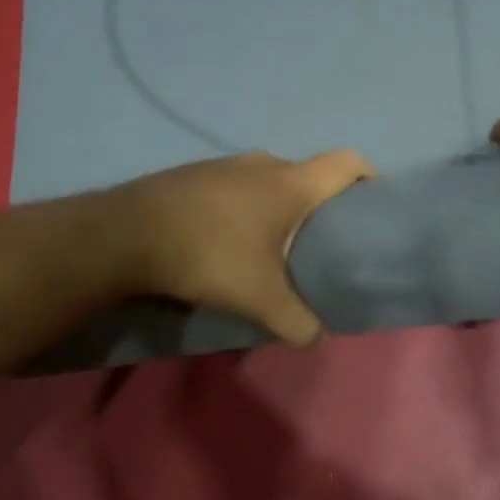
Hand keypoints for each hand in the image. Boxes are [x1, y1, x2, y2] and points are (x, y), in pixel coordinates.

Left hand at [102, 149, 376, 345]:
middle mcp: (265, 164)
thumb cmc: (209, 255)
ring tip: (276, 243)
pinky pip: (238, 185)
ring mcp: (227, 164)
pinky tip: (231, 239)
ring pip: (271, 180)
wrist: (126, 234)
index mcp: (291, 183)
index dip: (368, 177)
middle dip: (322, 203)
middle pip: (310, 174)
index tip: (373, 204)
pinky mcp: (197, 174)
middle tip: (324, 241)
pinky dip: (247, 205)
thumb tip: (318, 337)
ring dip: (280, 204)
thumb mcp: (258, 298)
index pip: (347, 162)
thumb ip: (296, 320)